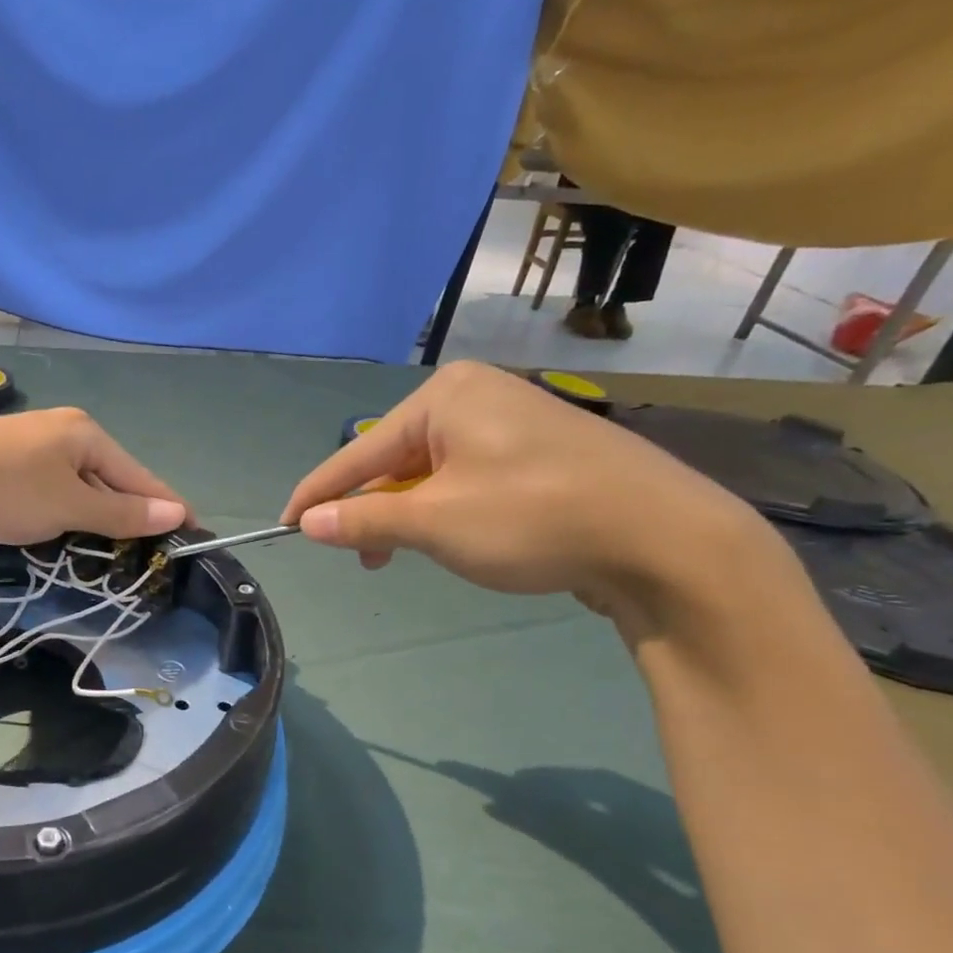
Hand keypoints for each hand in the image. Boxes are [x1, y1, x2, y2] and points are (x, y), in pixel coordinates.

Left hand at [0, 408, 188, 545]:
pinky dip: (65, 509)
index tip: (195, 533)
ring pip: (80, 484)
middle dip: (128, 514)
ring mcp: (35, 441)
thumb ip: (122, 512)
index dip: (169, 507)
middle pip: (111, 478)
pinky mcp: (9, 457)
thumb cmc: (6, 488)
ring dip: (94, 514)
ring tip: (108, 548)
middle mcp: (66, 430)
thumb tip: (176, 513)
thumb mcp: (70, 506)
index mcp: (89, 434)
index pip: (141, 476)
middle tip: (147, 551)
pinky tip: (61, 527)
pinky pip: (54, 486)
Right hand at [279, 362, 782, 629]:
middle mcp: (474, 396)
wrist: (666, 538)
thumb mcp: (435, 523)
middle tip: (357, 556)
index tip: (285, 524)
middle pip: (394, 459)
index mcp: (444, 396)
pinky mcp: (537, 452)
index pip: (359, 451)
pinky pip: (465, 477)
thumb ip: (364, 521)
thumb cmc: (534, 518)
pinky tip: (448, 537)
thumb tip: (309, 523)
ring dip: (406, 515)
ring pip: (430, 472)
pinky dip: (443, 510)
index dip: (318, 493)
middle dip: (370, 509)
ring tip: (399, 556)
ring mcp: (510, 421)